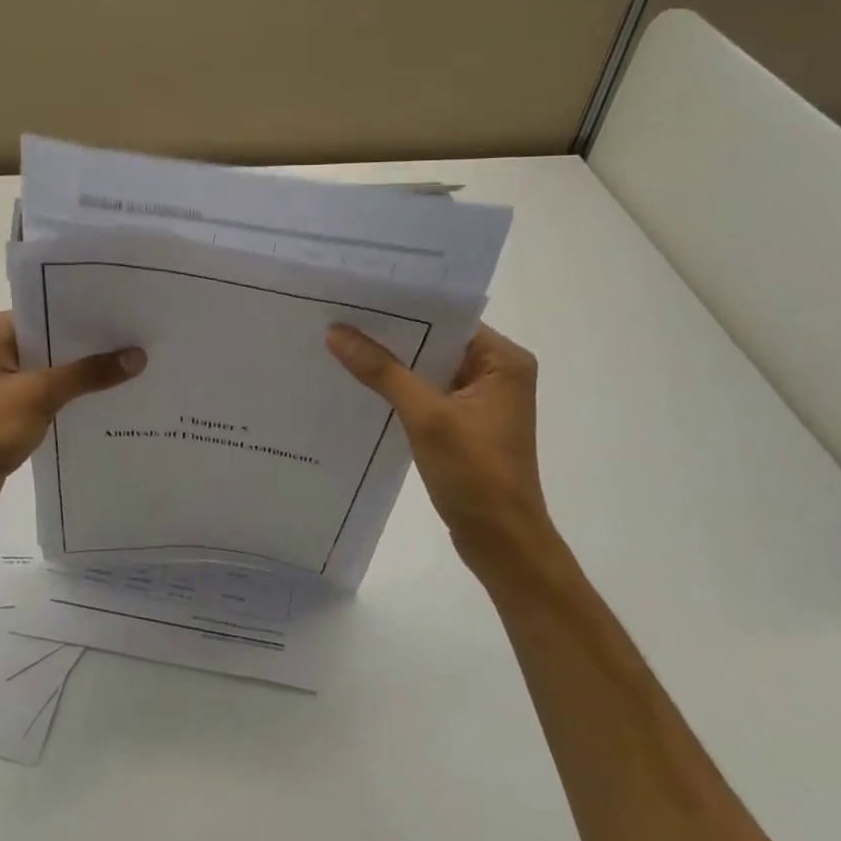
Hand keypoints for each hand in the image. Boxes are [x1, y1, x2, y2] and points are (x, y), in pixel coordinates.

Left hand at [0, 312, 144, 533]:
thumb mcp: (38, 396)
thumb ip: (87, 374)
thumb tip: (138, 355)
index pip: (48, 311)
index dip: (88, 314)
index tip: (129, 313)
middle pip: (54, 340)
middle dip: (93, 345)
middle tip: (142, 339)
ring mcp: (3, 382)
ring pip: (55, 370)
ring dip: (86, 374)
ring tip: (136, 367)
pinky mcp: (11, 411)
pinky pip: (51, 395)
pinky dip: (74, 397)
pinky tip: (110, 399)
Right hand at [327, 322, 558, 588]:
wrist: (502, 544)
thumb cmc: (476, 476)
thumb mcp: (427, 418)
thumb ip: (383, 371)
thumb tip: (336, 331)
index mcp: (505, 360)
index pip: (448, 318)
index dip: (403, 307)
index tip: (357, 295)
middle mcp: (497, 372)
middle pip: (436, 341)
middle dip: (391, 334)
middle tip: (339, 315)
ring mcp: (480, 400)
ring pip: (428, 368)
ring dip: (392, 363)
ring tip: (340, 341)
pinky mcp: (464, 424)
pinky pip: (426, 394)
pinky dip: (398, 389)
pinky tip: (360, 383)